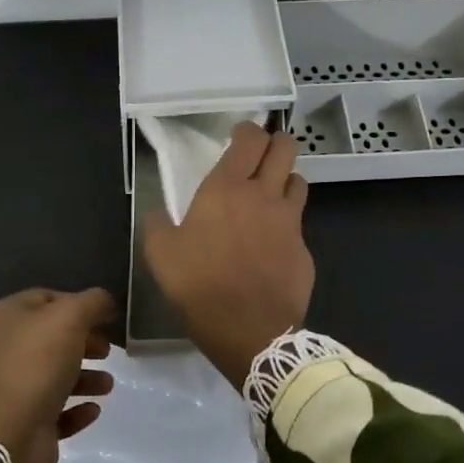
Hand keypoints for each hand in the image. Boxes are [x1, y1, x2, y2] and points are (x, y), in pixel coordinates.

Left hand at [0, 288, 117, 462]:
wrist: (6, 436)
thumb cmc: (35, 365)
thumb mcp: (69, 318)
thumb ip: (92, 303)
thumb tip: (105, 301)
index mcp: (4, 318)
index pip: (45, 299)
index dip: (78, 304)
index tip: (106, 316)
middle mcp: (2, 350)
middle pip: (51, 338)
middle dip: (84, 342)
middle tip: (108, 351)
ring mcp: (9, 389)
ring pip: (54, 376)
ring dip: (85, 378)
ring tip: (107, 384)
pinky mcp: (21, 423)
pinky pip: (54, 411)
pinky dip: (75, 409)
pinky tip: (93, 409)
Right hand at [142, 122, 313, 389]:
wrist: (251, 331)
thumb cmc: (200, 285)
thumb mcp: (160, 255)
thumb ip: (158, 225)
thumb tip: (159, 213)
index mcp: (228, 189)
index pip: (250, 139)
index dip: (247, 130)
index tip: (238, 135)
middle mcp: (265, 196)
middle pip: (285, 149)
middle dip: (275, 144)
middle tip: (260, 156)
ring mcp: (290, 222)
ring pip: (298, 182)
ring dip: (285, 180)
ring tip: (270, 195)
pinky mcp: (305, 250)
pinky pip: (298, 224)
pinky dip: (287, 223)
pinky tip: (272, 243)